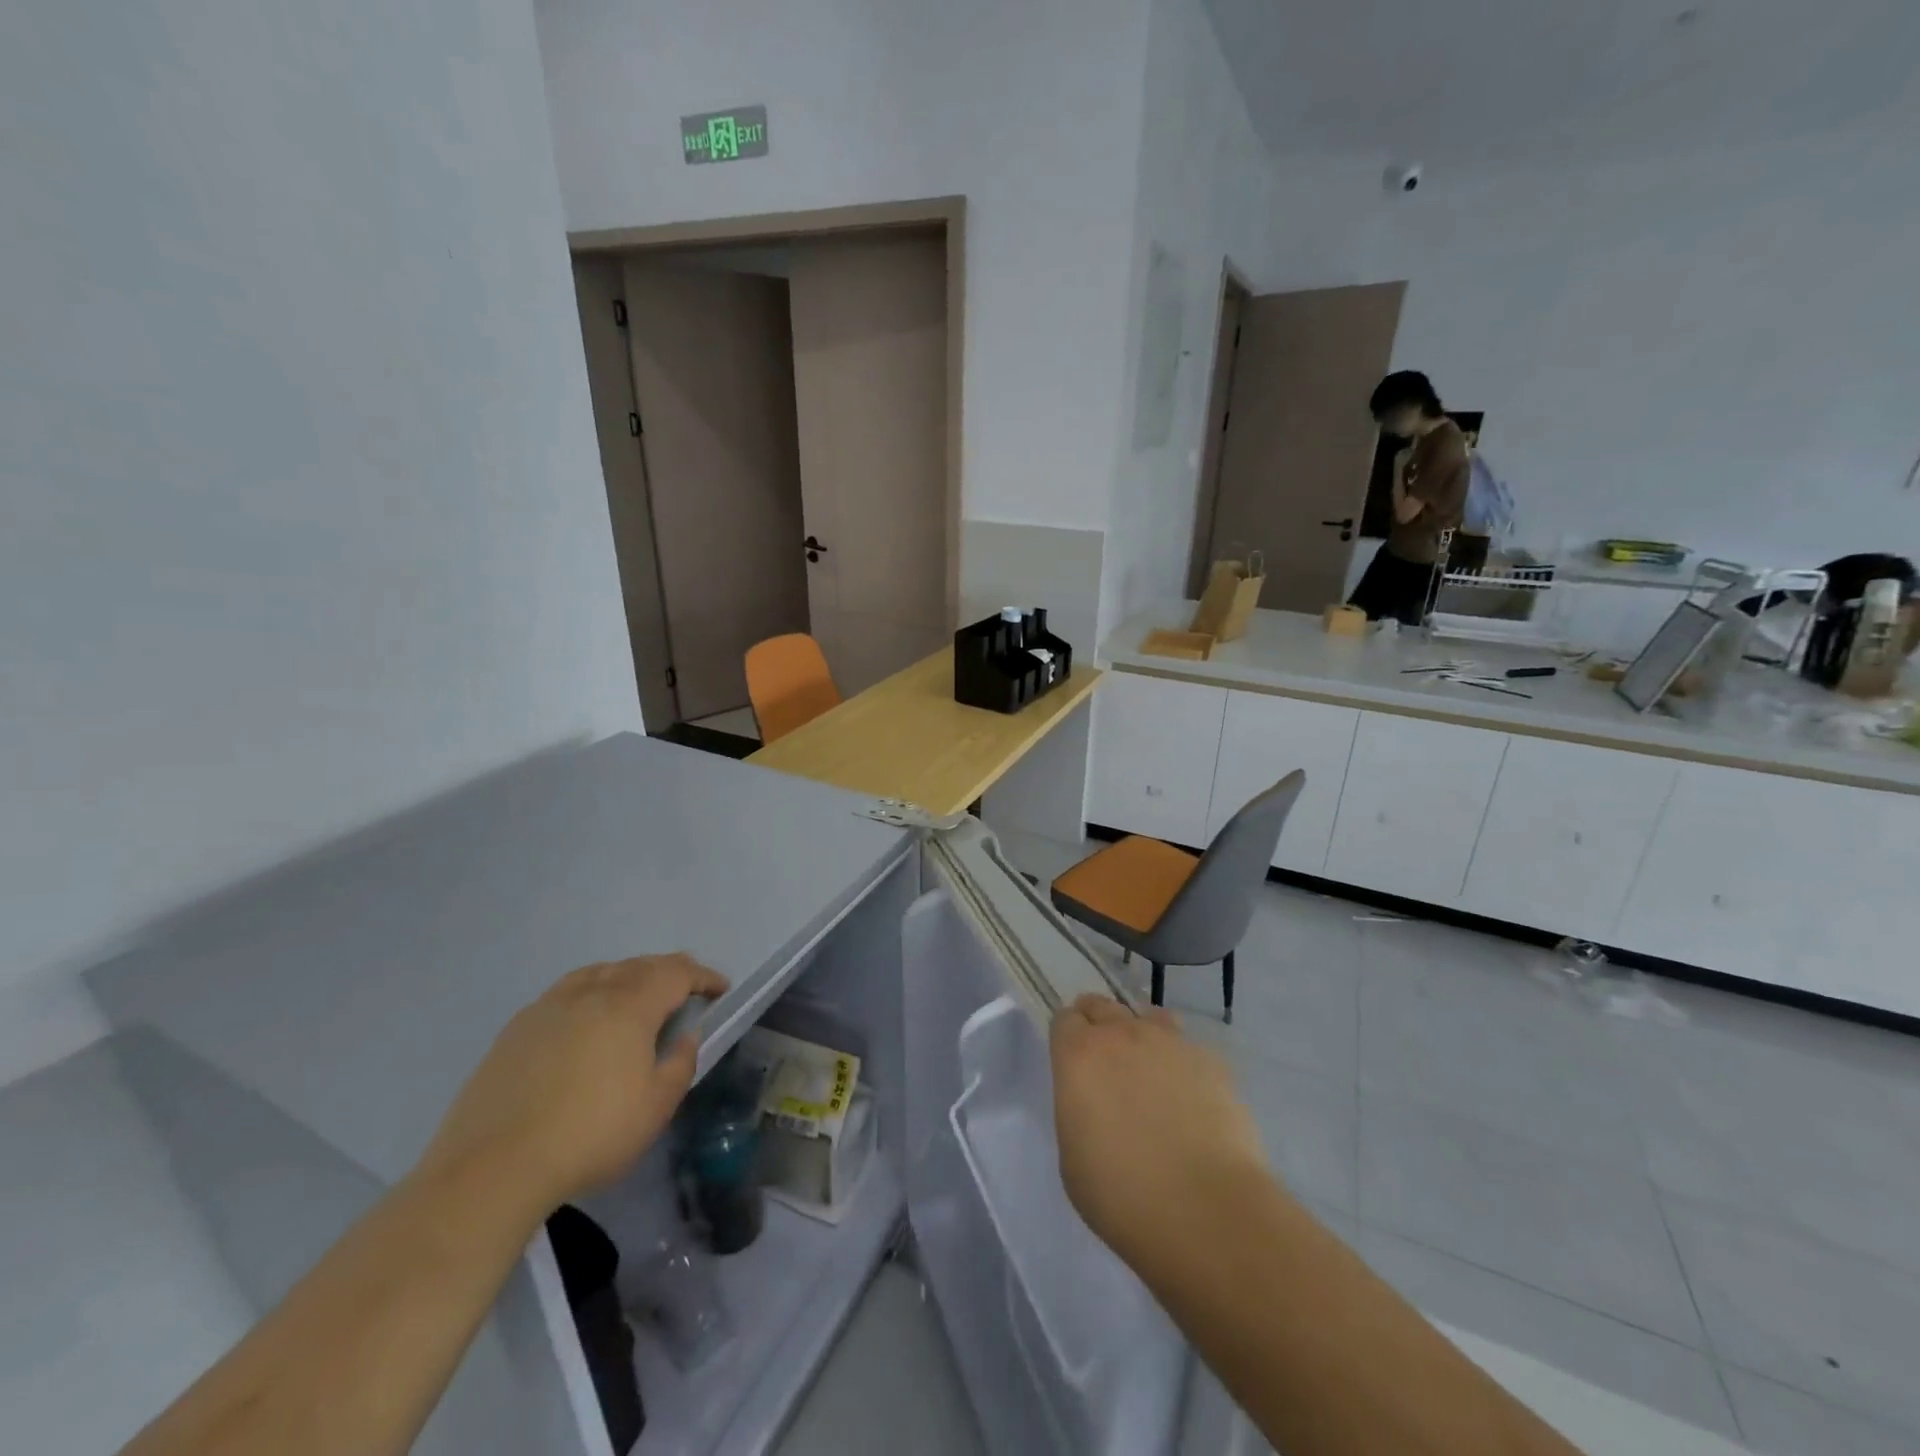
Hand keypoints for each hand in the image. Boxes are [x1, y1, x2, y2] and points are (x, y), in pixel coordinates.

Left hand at [419, 954, 728, 1212]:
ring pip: (600, 972)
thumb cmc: (590, 1136)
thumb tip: (685, 1037)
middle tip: (687, 988)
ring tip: (637, 995)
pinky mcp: (516, 1029)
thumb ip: (680, 1064)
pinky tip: (586, 1017)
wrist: (491, 1169)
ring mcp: (549, 1007)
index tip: (721, 988)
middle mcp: (591, 993)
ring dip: (628, 976)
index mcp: (630, 1006)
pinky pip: (567, 992)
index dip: (703, 976)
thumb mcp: (656, 1108)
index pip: (677, 973)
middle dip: (669, 971)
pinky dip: (591, 991)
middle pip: (639, 966)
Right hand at [1050, 996, 1265, 1267]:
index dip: (1067, 1038)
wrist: (1206, 1212)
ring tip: (1150, 1074)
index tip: (1072, 1062)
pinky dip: (1182, 1064)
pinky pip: (1188, 1048)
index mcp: (1079, 1055)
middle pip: (1103, 1006)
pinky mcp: (1212, 1062)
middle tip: (1106, 1065)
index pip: (1065, 1019)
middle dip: (1099, 1026)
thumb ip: (1078, 1111)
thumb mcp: (1072, 1157)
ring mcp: (1171, 1043)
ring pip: (1149, 1018)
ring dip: (1142, 1036)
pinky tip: (1191, 1100)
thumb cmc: (1122, 1196)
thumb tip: (1095, 1102)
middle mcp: (1122, 1035)